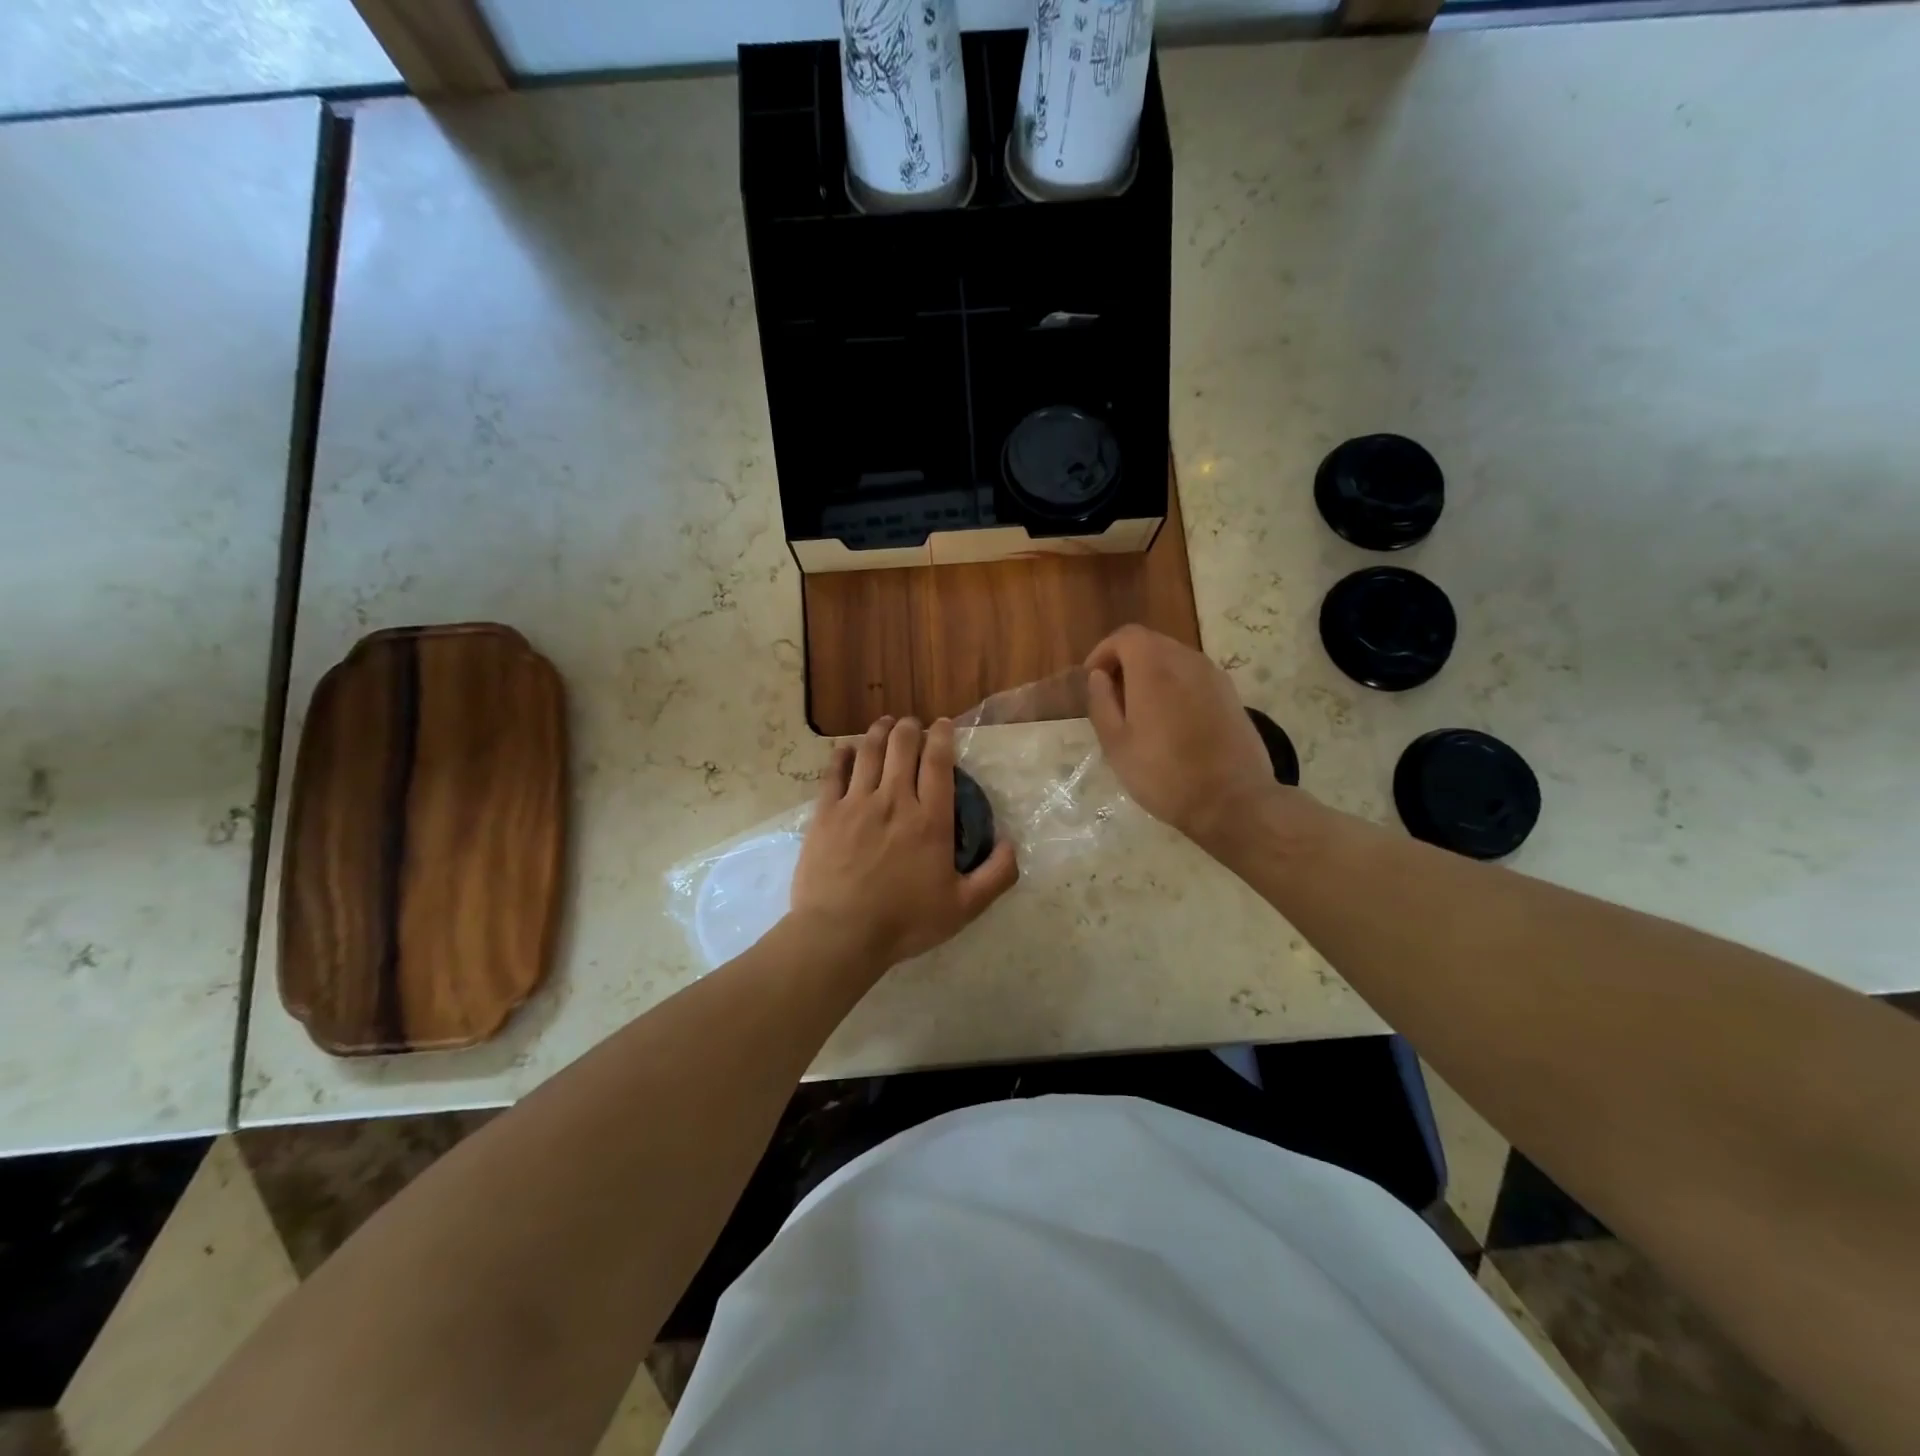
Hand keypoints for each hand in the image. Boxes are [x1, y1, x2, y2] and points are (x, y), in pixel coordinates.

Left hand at [789, 716, 1018, 973]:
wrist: (840, 934)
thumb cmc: (905, 922)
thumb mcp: (964, 907)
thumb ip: (996, 875)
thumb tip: (1011, 842)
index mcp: (930, 820)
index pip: (938, 762)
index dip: (942, 736)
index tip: (943, 724)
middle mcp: (894, 800)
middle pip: (902, 747)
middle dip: (909, 728)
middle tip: (912, 724)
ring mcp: (856, 803)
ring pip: (869, 752)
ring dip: (879, 732)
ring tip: (884, 723)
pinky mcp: (826, 813)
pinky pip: (834, 772)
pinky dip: (843, 754)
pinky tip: (847, 748)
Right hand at [1085, 625, 1290, 853]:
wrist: (1232, 801)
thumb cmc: (1164, 774)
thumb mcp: (1116, 744)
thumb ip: (1102, 703)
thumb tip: (1099, 676)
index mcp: (1153, 667)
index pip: (1125, 636)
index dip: (1103, 652)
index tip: (1093, 681)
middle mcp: (1186, 660)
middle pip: (1150, 643)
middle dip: (1126, 663)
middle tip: (1113, 699)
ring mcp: (1214, 676)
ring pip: (1174, 659)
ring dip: (1152, 674)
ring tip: (1141, 712)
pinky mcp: (1231, 694)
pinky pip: (1195, 677)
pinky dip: (1176, 686)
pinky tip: (1172, 722)